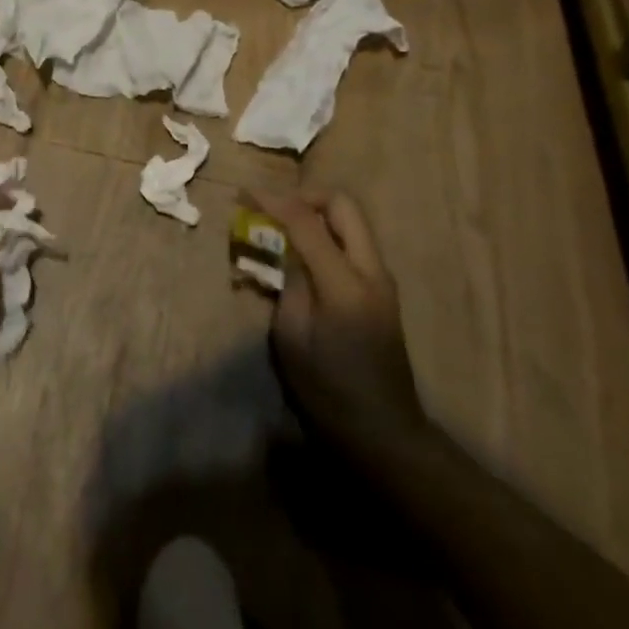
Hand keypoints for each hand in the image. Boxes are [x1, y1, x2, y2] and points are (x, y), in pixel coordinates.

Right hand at [249, 188, 433, 466]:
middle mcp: (371, 270)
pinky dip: (326, 234)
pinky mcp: (381, 289)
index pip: (306, 220)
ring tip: (282, 230)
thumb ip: (288, 282)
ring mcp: (382, 278)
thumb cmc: (328, 391)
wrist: (384, 433)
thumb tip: (281, 248)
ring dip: (316, 214)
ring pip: (350, 219)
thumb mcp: (291, 336)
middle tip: (273, 209)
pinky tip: (302, 256)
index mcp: (344, 283)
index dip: (273, 201)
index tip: (244, 195)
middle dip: (304, 196)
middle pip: (342, 203)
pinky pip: (352, 242)